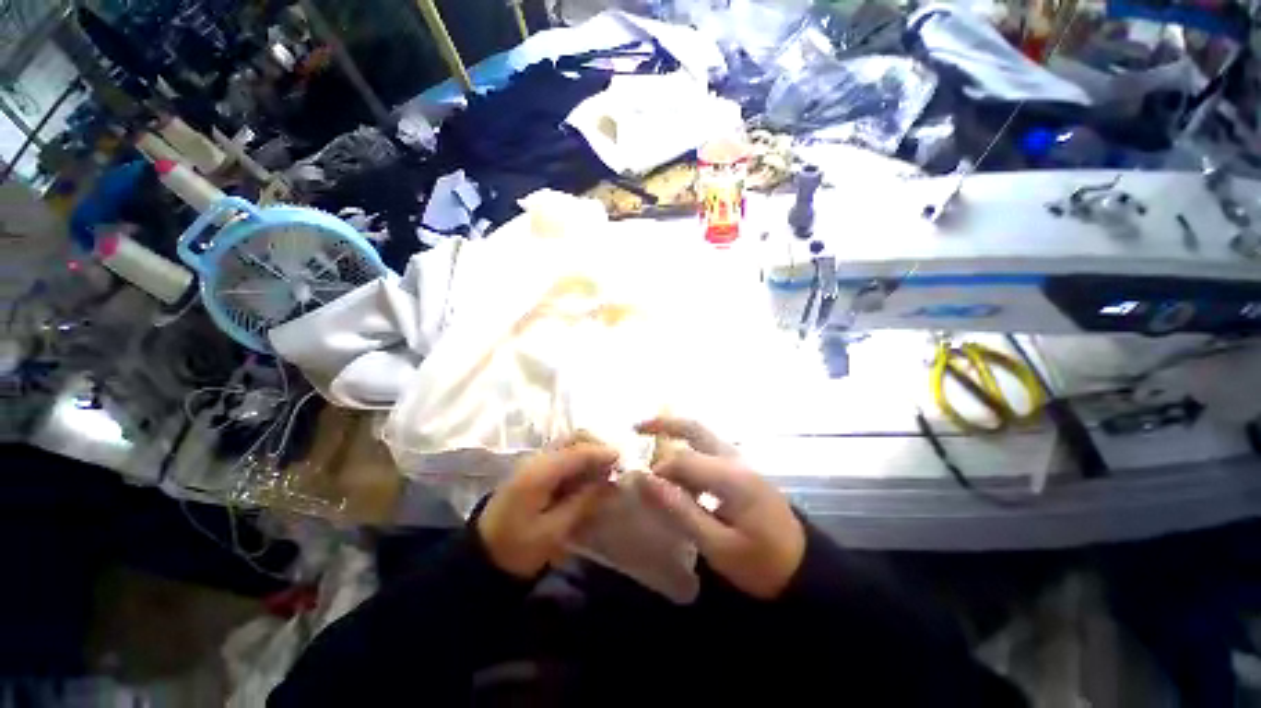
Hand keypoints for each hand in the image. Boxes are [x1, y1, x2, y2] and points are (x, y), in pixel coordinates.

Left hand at [478, 442, 618, 578]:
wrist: (481, 558)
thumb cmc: (516, 549)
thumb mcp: (553, 532)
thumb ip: (583, 503)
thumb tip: (609, 484)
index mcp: (538, 473)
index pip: (577, 451)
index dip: (602, 453)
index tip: (623, 459)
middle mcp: (536, 459)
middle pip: (573, 438)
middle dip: (597, 446)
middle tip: (615, 465)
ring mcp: (534, 462)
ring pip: (569, 443)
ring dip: (590, 451)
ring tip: (605, 470)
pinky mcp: (535, 470)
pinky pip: (564, 454)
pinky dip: (580, 458)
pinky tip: (589, 474)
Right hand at [636, 418, 804, 599]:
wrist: (806, 569)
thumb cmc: (764, 563)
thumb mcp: (719, 547)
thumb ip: (681, 511)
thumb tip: (644, 480)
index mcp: (731, 475)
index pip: (681, 460)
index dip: (657, 471)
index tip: (639, 489)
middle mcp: (734, 459)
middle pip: (694, 428)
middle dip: (663, 423)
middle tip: (635, 427)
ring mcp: (740, 462)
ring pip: (701, 436)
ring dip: (674, 433)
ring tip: (648, 440)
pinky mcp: (741, 471)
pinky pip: (707, 450)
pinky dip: (686, 449)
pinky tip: (676, 467)